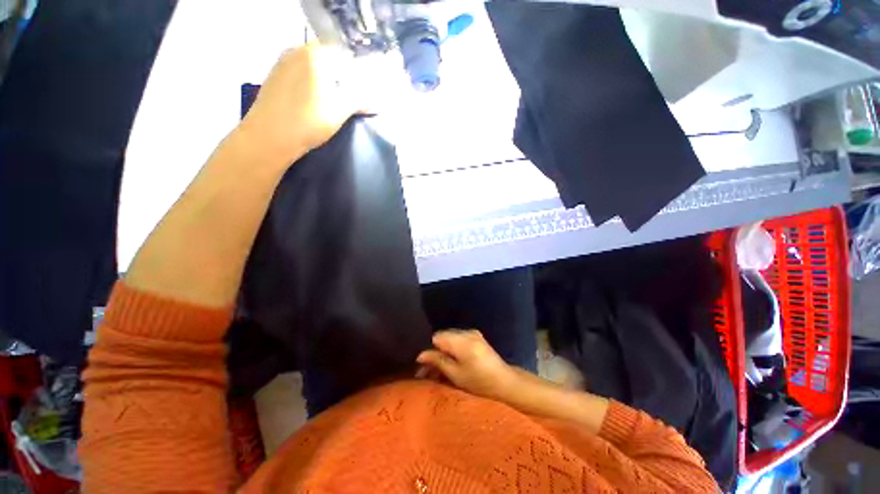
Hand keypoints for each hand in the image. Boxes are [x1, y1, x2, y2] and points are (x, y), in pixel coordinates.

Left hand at [239, 44, 361, 165]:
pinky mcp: (273, 79)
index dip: (355, 74)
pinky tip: (311, 106)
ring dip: (325, 84)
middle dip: (340, 79)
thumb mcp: (341, 111)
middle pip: (327, 61)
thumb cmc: (308, 121)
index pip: (343, 55)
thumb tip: (377, 102)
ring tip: (330, 106)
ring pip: (312, 69)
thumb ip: (361, 100)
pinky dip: (310, 87)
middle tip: (348, 101)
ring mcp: (281, 64)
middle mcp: (296, 51)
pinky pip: (299, 77)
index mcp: (314, 53)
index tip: (361, 93)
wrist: (269, 137)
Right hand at [416, 330, 518, 400]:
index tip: (425, 366)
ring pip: (450, 338)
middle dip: (435, 351)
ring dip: (443, 351)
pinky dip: (452, 349)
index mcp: (461, 340)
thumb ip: (438, 361)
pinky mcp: (476, 337)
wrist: (505, 382)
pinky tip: (451, 362)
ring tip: (439, 369)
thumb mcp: (456, 374)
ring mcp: (472, 333)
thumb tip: (420, 355)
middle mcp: (466, 332)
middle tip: (428, 370)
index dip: (429, 350)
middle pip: (443, 337)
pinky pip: (458, 339)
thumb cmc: (479, 382)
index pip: (437, 337)